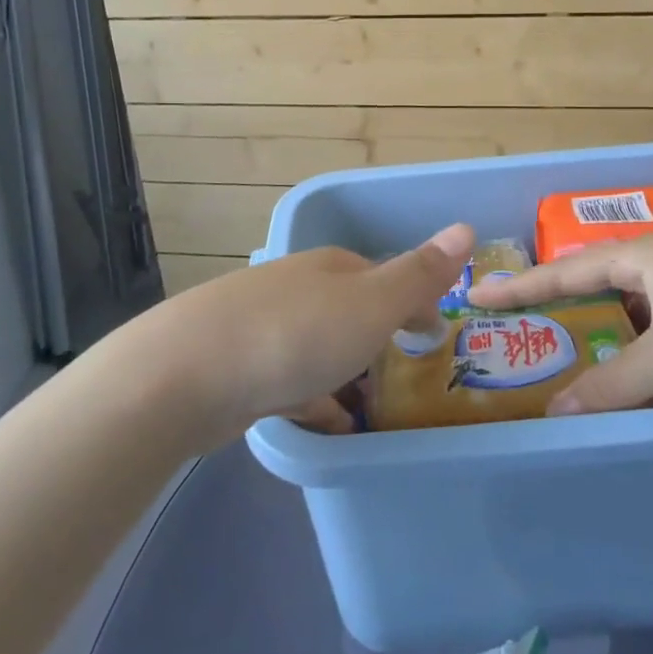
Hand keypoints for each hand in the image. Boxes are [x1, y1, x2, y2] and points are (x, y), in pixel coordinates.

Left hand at [118, 224, 474, 439]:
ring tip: (371, 410)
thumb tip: (466, 227)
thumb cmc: (295, 334)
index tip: (434, 337)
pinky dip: (312, 399)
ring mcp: (262, 324)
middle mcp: (297, 287)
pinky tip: (326, 426)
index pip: (384, 277)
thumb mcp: (371, 304)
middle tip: (405, 377)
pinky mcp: (236, 365)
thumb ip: (419, 273)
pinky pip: (288, 379)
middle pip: (349, 310)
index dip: (414, 303)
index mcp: (332, 267)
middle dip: (377, 338)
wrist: (186, 374)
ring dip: (345, 372)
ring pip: (318, 346)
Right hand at [465, 235, 652, 414]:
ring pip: (627, 315)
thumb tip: (557, 414)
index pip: (566, 271)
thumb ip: (616, 383)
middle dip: (557, 309)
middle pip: (594, 288)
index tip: (476, 295)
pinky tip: (626, 380)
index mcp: (642, 256)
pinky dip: (635, 355)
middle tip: (519, 333)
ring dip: (598, 338)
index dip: (520, 285)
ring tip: (564, 362)